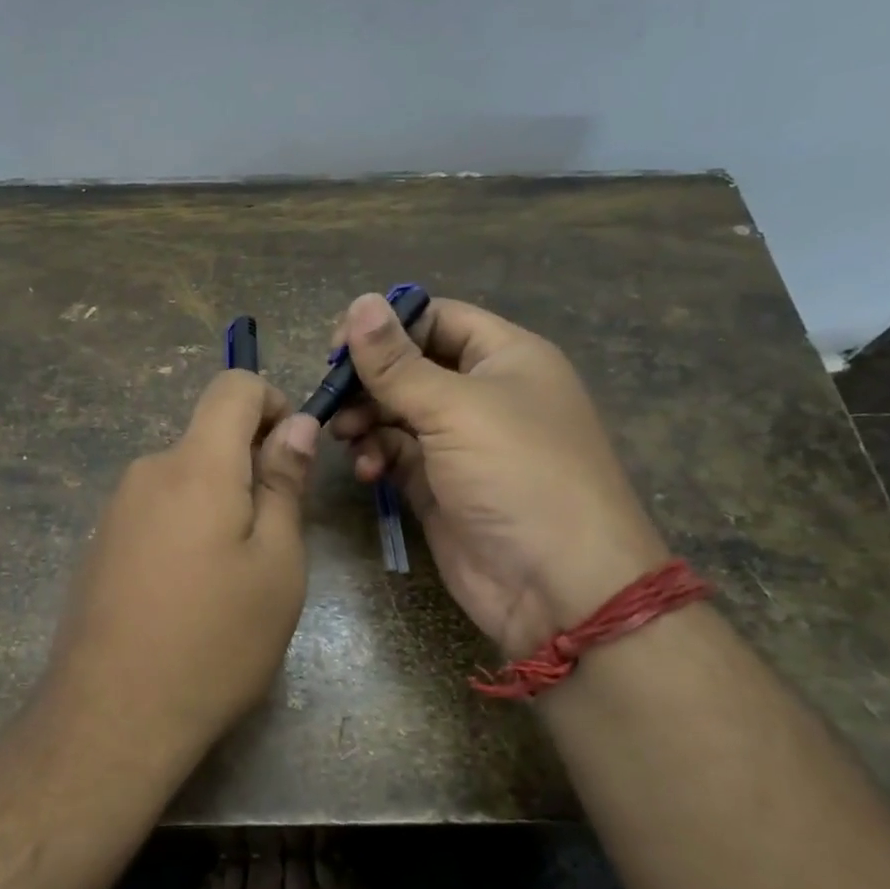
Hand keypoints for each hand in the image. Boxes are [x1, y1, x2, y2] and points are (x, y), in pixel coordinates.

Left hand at [45, 371, 319, 769]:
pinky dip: (187, 527)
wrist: (111, 718)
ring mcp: (117, 508)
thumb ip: (284, 483)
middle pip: (209, 436)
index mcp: (196, 465)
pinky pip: (158, 510)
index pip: (232, 387)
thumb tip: (294, 424)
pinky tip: (190, 594)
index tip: (293, 454)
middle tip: (275, 538)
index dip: (273, 402)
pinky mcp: (101, 543)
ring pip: (185, 477)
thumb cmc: (215, 640)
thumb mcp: (276, 564)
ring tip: (234, 578)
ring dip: (220, 503)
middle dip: (251, 466)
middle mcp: (148, 471)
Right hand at [330, 293, 668, 658]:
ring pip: (398, 412)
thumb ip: (398, 362)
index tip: (338, 347)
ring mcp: (461, 443)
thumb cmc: (516, 474)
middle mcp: (484, 394)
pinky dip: (376, 455)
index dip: (387, 325)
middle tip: (330, 396)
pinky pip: (397, 454)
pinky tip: (366, 469)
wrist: (559, 586)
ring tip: (343, 434)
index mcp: (505, 358)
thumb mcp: (455, 408)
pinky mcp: (440, 485)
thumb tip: (360, 302)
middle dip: (368, 378)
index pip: (437, 318)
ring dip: (366, 418)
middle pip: (411, 366)